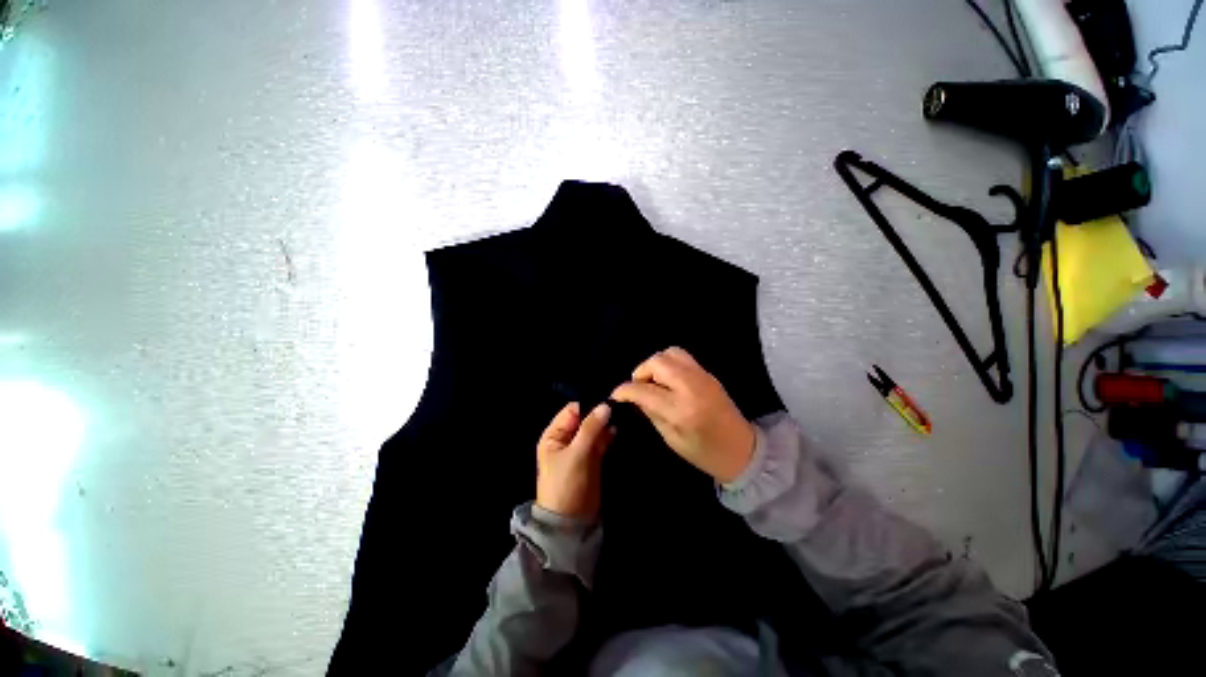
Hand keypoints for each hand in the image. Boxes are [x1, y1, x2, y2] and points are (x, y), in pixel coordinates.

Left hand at [536, 402, 615, 519]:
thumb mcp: (576, 454)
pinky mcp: (593, 458)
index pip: (572, 411)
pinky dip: (609, 436)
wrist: (571, 522)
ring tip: (623, 417)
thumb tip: (606, 405)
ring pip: (595, 429)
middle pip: (585, 419)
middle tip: (620, 408)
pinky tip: (619, 431)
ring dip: (606, 424)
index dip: (589, 406)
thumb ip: (590, 429)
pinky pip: (601, 441)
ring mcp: (581, 448)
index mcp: (554, 435)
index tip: (608, 402)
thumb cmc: (566, 484)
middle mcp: (567, 438)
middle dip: (600, 414)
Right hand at [612, 347, 755, 482]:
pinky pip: (683, 357)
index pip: (643, 390)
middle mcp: (690, 386)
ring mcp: (702, 376)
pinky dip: (669, 364)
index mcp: (680, 409)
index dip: (625, 390)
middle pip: (657, 362)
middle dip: (641, 372)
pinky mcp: (708, 374)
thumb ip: (651, 413)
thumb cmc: (704, 453)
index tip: (617, 394)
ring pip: (670, 352)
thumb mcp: (671, 438)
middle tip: (639, 387)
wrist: (742, 450)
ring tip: (654, 381)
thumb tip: (635, 397)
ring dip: (656, 364)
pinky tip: (668, 380)